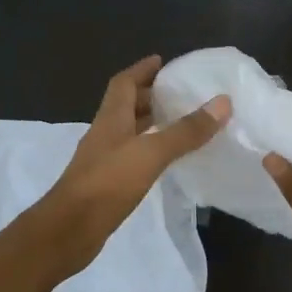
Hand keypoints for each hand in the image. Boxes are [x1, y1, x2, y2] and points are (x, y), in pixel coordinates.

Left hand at [34, 55, 229, 277]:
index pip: (124, 83)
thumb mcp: (150, 153)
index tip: (163, 61)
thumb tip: (222, 102)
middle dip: (151, 96)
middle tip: (181, 94)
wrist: (69, 230)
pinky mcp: (107, 183)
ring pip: (130, 132)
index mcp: (111, 118)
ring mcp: (104, 160)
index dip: (142, 69)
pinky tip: (166, 160)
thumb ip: (185, 130)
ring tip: (181, 123)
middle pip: (127, 106)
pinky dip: (150, 151)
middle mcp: (105, 133)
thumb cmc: (107, 183)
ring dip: (151, 124)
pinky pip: (132, 156)